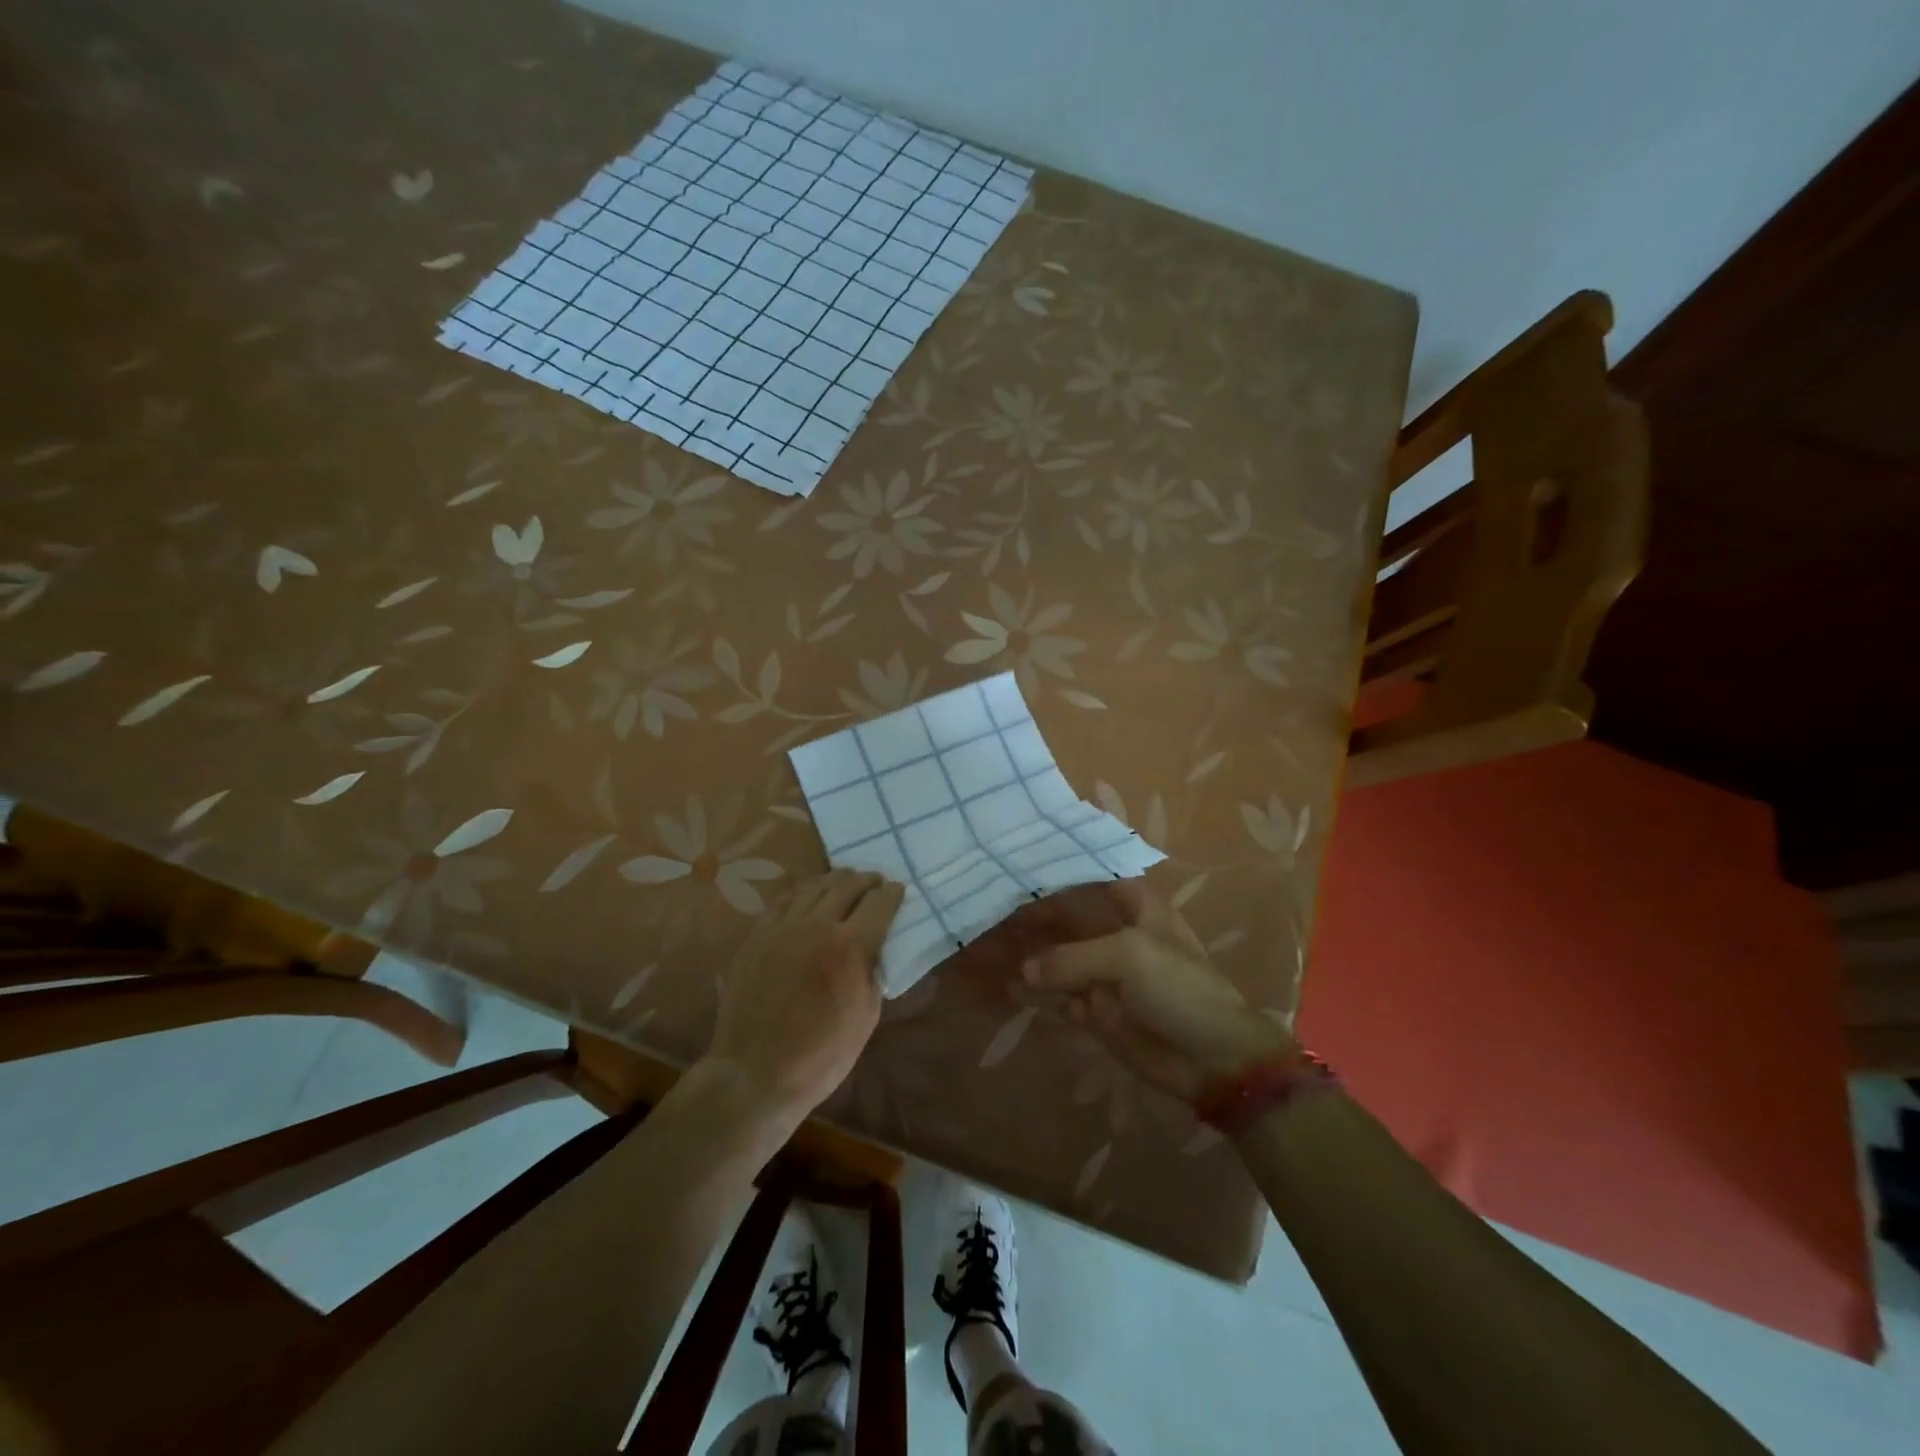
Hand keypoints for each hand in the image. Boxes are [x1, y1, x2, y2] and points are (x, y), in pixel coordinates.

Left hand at [706, 869, 904, 1126]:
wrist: (756, 1073)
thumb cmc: (821, 1055)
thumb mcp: (866, 1016)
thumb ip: (873, 972)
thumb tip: (875, 949)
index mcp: (851, 947)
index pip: (880, 903)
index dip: (893, 894)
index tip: (898, 891)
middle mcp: (818, 926)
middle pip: (847, 886)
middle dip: (867, 881)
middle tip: (875, 882)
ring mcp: (783, 928)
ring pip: (815, 887)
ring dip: (836, 880)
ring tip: (846, 881)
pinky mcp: (757, 936)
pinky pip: (783, 900)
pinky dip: (802, 891)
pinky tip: (808, 893)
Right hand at [1014, 879, 1297, 1101]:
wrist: (1212, 1059)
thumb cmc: (1180, 989)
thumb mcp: (1129, 957)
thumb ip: (1072, 957)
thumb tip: (1025, 970)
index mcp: (1136, 907)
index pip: (1095, 872)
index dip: (1064, 863)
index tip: (1022, 856)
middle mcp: (1116, 933)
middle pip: (1068, 915)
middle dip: (1034, 912)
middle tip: (991, 905)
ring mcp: (1104, 972)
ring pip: (1058, 956)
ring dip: (1030, 952)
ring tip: (987, 944)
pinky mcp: (1095, 1009)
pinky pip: (1058, 995)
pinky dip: (1036, 991)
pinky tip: (1008, 987)